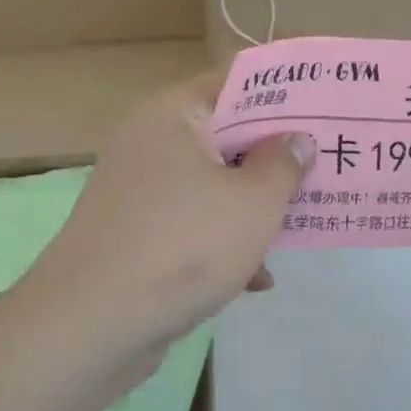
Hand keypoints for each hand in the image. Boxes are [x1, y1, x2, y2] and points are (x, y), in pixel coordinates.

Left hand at [15, 70, 313, 388]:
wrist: (86, 330)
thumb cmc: (181, 247)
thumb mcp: (253, 204)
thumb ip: (282, 164)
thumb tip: (296, 140)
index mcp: (174, 113)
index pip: (237, 80)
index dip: (284, 91)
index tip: (324, 104)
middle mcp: (151, 139)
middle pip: (227, 132)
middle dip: (275, 154)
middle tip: (324, 161)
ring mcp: (139, 187)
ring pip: (212, 180)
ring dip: (254, 201)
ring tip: (303, 220)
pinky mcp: (134, 231)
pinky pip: (191, 219)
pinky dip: (223, 238)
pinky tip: (258, 277)